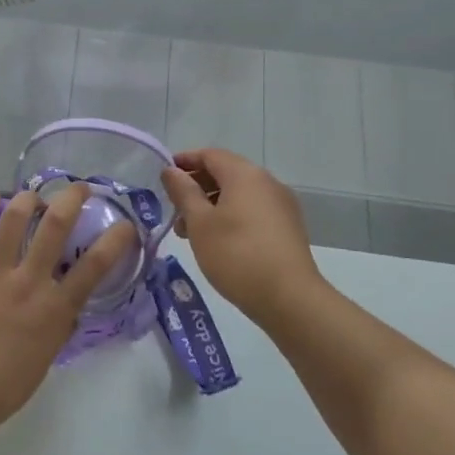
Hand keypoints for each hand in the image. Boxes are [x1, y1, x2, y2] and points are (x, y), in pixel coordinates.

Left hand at [0, 185, 136, 431]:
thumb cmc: (4, 387)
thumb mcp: (45, 358)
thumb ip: (57, 327)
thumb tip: (65, 306)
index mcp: (54, 308)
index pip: (95, 265)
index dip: (116, 239)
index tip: (124, 224)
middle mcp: (29, 281)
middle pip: (55, 226)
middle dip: (71, 199)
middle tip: (78, 188)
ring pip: (13, 220)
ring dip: (27, 199)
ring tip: (32, 194)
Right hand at [161, 148, 322, 320]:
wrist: (290, 299)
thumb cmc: (236, 255)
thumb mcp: (200, 223)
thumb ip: (183, 192)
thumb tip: (171, 171)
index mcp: (245, 174)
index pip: (210, 155)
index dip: (184, 161)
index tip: (164, 176)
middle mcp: (267, 182)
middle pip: (225, 173)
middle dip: (196, 187)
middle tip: (173, 209)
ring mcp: (281, 205)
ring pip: (238, 195)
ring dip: (211, 205)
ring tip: (189, 233)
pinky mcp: (287, 228)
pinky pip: (252, 211)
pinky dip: (230, 217)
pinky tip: (216, 242)